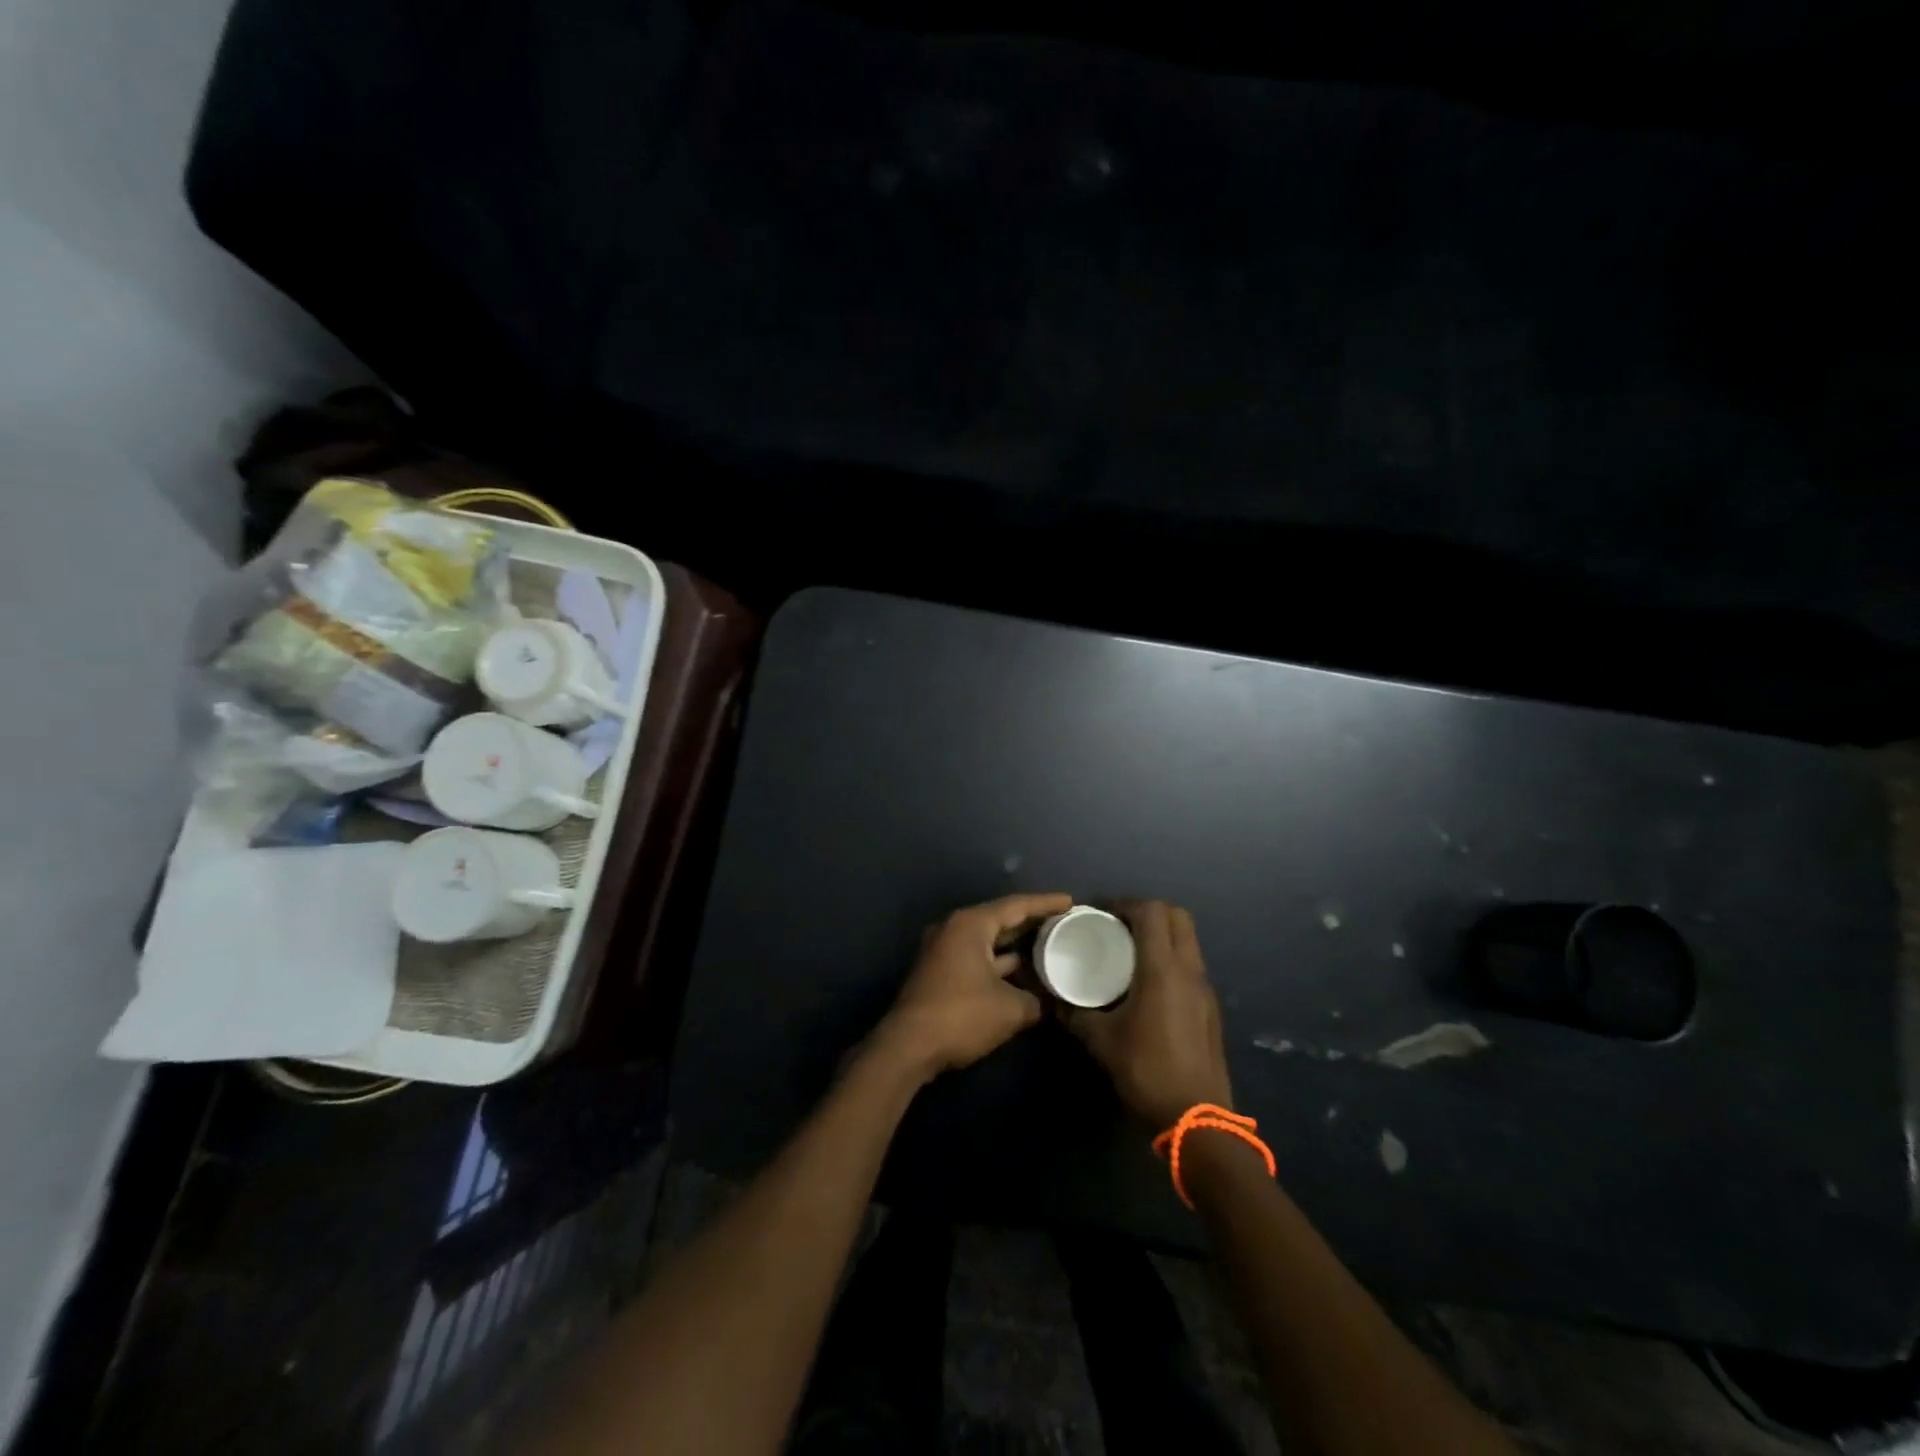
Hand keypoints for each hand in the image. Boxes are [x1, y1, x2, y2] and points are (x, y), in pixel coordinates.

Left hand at [875, 892, 1072, 1076]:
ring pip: (989, 942)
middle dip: (1033, 924)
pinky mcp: (940, 972)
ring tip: (1051, 947)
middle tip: (1064, 923)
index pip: (1016, 906)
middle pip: (1001, 920)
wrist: (908, 1047)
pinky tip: (1025, 975)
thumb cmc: (961, 1016)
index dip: (1046, 903)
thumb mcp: (1010, 1009)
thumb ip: (1036, 1000)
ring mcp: (944, 950)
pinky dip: (1001, 964)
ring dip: (1017, 947)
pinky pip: (978, 958)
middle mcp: (955, 929)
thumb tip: (1048, 1002)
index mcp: (971, 925)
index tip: (1071, 902)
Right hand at [1063, 900, 1233, 1129]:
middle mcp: (1189, 969)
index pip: (1152, 911)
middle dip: (1148, 911)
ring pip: (1188, 940)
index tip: (1101, 913)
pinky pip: (1191, 964)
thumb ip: (1076, 1013)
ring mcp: (1204, 988)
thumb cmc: (1146, 1070)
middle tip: (1118, 925)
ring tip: (1130, 951)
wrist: (1197, 1118)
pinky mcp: (1210, 1007)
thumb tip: (1055, 999)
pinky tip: (1148, 984)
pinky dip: (1171, 958)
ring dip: (1162, 934)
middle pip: (1177, 916)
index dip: (1126, 904)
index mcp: (1163, 969)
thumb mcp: (1101, 1040)